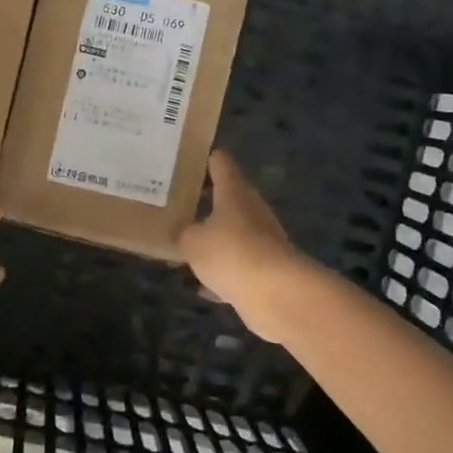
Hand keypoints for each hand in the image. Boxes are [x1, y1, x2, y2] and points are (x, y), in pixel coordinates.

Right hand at [178, 151, 305, 326]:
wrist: (278, 294)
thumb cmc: (231, 253)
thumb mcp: (192, 242)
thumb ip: (183, 234)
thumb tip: (184, 234)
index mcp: (234, 192)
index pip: (220, 162)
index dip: (204, 158)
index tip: (184, 160)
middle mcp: (251, 210)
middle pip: (227, 197)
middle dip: (203, 201)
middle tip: (174, 204)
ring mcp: (262, 239)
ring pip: (232, 233)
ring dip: (213, 239)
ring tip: (183, 245)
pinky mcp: (266, 269)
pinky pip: (238, 265)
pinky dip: (222, 272)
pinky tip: (202, 286)